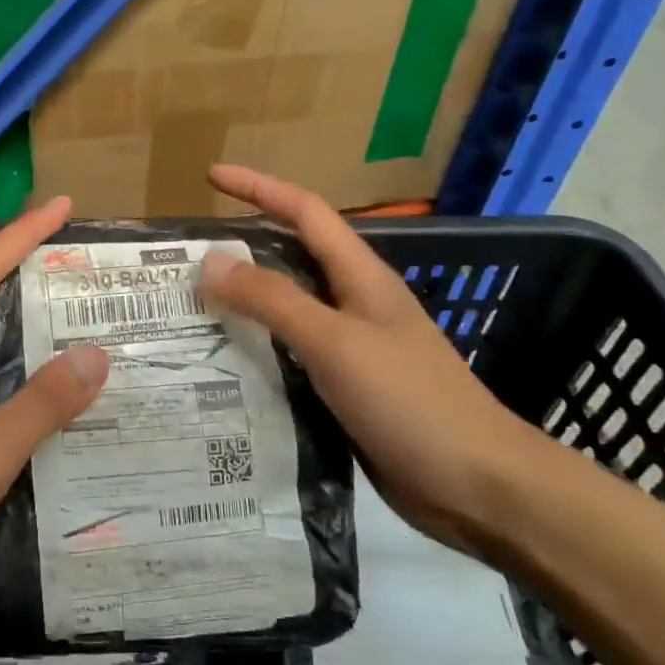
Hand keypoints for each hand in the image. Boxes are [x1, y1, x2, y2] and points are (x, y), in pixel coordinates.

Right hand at [200, 165, 549, 552]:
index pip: (304, 211)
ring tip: (190, 307)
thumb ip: (273, 299)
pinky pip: (290, 353)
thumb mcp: (335, 342)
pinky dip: (255, 348)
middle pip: (291, 256)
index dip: (258, 187)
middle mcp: (354, 303)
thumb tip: (210, 259)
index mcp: (360, 276)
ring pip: (287, 308)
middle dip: (241, 246)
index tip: (211, 177)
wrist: (479, 488)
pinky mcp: (346, 388)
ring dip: (243, 301)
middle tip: (185, 256)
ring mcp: (351, 347)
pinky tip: (222, 364)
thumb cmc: (410, 401)